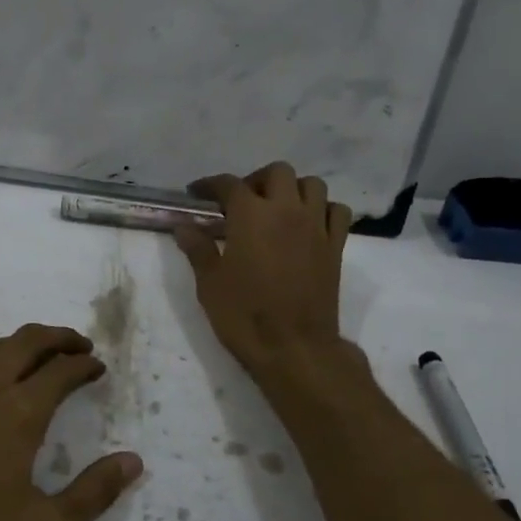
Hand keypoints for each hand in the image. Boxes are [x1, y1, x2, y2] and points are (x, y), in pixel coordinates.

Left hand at [0, 325, 142, 520]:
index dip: (85, 364)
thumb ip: (94, 493)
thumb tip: (133, 461)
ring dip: (20, 345)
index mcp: (18, 410)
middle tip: (78, 346)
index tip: (98, 367)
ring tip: (36, 358)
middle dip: (58, 337)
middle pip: (26, 341)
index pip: (62, 369)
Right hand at [173, 162, 353, 377]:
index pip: (228, 184)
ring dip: (293, 189)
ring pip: (312, 185)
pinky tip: (309, 225)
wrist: (294, 348)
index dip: (210, 185)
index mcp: (251, 215)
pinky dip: (323, 210)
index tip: (198, 194)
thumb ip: (198, 249)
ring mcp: (316, 226)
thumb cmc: (244, 316)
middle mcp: (287, 210)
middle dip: (256, 180)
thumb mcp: (209, 284)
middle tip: (241, 202)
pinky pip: (337, 212)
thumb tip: (184, 226)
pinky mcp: (336, 246)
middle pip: (277, 173)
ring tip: (277, 209)